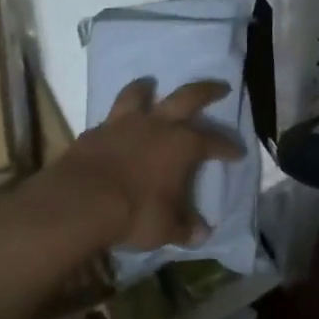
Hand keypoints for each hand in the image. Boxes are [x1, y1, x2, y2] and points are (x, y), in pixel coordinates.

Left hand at [52, 78, 244, 251]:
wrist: (81, 201)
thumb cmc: (134, 213)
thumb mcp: (166, 228)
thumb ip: (184, 227)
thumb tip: (201, 233)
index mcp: (182, 146)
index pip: (213, 142)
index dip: (228, 147)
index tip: (238, 152)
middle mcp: (157, 126)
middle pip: (187, 97)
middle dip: (207, 90)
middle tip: (219, 87)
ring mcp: (123, 124)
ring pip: (139, 94)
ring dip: (147, 87)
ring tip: (151, 84)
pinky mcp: (95, 131)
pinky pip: (111, 116)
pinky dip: (118, 117)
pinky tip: (117, 125)